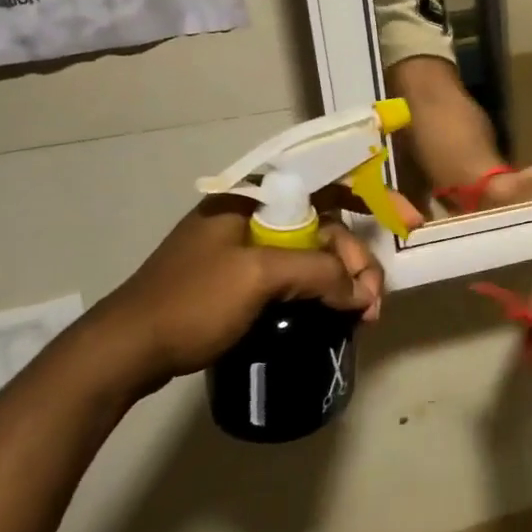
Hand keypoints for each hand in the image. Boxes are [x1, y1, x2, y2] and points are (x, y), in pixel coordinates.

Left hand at [86, 195, 386, 393]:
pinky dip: (322, 291)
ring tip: (362, 316)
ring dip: (344, 280)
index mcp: (252, 196)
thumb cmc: (189, 302)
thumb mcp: (258, 278)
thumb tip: (361, 292)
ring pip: (314, 253)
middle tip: (373, 302)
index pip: (325, 179)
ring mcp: (247, 247)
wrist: (124, 352)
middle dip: (356, 259)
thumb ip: (318, 272)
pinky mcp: (243, 278)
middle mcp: (254, 213)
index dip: (372, 193)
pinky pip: (296, 275)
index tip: (407, 218)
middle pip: (325, 224)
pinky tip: (338, 314)